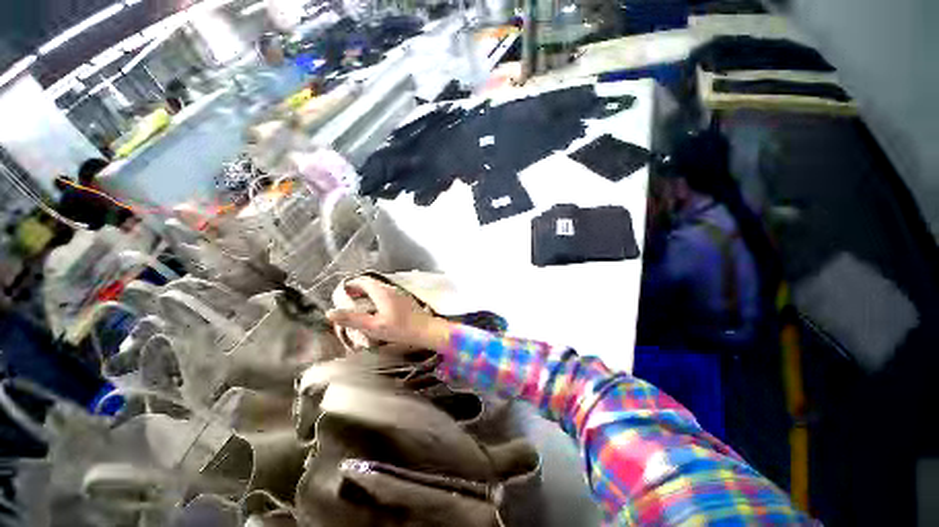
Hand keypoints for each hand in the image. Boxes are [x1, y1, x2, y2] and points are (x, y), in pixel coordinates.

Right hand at [327, 277, 450, 351]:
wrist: (426, 330)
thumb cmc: (400, 328)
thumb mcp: (373, 326)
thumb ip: (352, 319)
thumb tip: (330, 312)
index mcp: (382, 292)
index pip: (363, 280)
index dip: (350, 284)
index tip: (341, 292)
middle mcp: (390, 289)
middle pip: (371, 283)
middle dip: (357, 289)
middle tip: (347, 299)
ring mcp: (399, 293)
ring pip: (379, 288)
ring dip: (367, 293)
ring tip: (358, 304)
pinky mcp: (404, 300)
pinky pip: (386, 294)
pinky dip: (376, 297)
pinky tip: (375, 310)